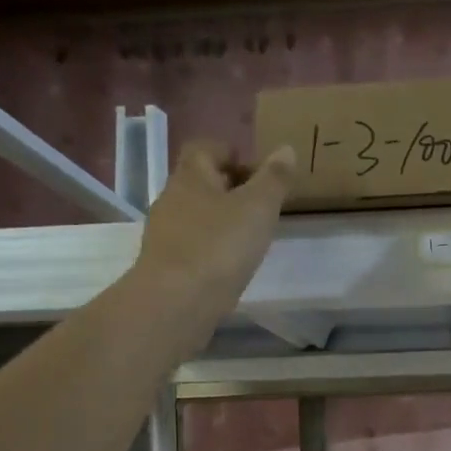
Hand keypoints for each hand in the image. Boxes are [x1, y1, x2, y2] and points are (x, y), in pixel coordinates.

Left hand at [130, 140, 292, 325]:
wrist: (176, 302)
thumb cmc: (219, 246)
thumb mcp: (258, 208)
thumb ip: (274, 179)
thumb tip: (286, 149)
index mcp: (191, 176)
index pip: (206, 148)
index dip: (231, 153)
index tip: (257, 173)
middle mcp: (171, 198)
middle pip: (200, 183)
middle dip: (229, 189)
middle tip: (260, 206)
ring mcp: (164, 234)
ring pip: (195, 216)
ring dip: (220, 221)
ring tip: (249, 239)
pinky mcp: (165, 265)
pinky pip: (191, 246)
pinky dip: (210, 249)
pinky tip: (228, 266)